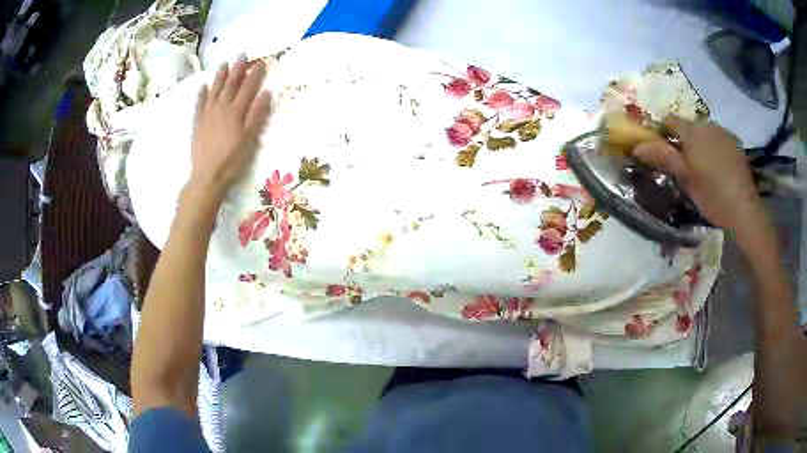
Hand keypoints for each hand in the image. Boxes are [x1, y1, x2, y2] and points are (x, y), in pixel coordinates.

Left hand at [188, 55, 271, 198]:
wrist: (207, 177)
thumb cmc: (232, 160)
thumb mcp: (250, 139)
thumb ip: (257, 115)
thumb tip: (267, 93)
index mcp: (236, 111)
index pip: (248, 87)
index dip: (255, 74)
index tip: (262, 61)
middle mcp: (221, 108)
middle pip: (230, 84)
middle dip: (238, 69)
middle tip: (243, 55)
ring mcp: (207, 115)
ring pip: (214, 90)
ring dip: (220, 76)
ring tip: (224, 63)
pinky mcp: (198, 124)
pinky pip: (199, 104)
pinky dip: (202, 93)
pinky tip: (203, 86)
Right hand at [631, 117, 761, 233]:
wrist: (743, 208)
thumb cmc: (712, 195)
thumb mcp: (685, 179)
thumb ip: (663, 157)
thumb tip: (637, 146)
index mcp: (691, 131)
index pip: (670, 121)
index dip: (663, 133)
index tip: (662, 150)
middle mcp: (706, 124)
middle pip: (688, 125)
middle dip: (683, 139)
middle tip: (684, 163)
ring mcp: (722, 131)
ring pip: (704, 131)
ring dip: (699, 142)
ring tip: (702, 165)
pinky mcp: (734, 142)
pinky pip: (718, 137)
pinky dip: (713, 146)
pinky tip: (718, 166)